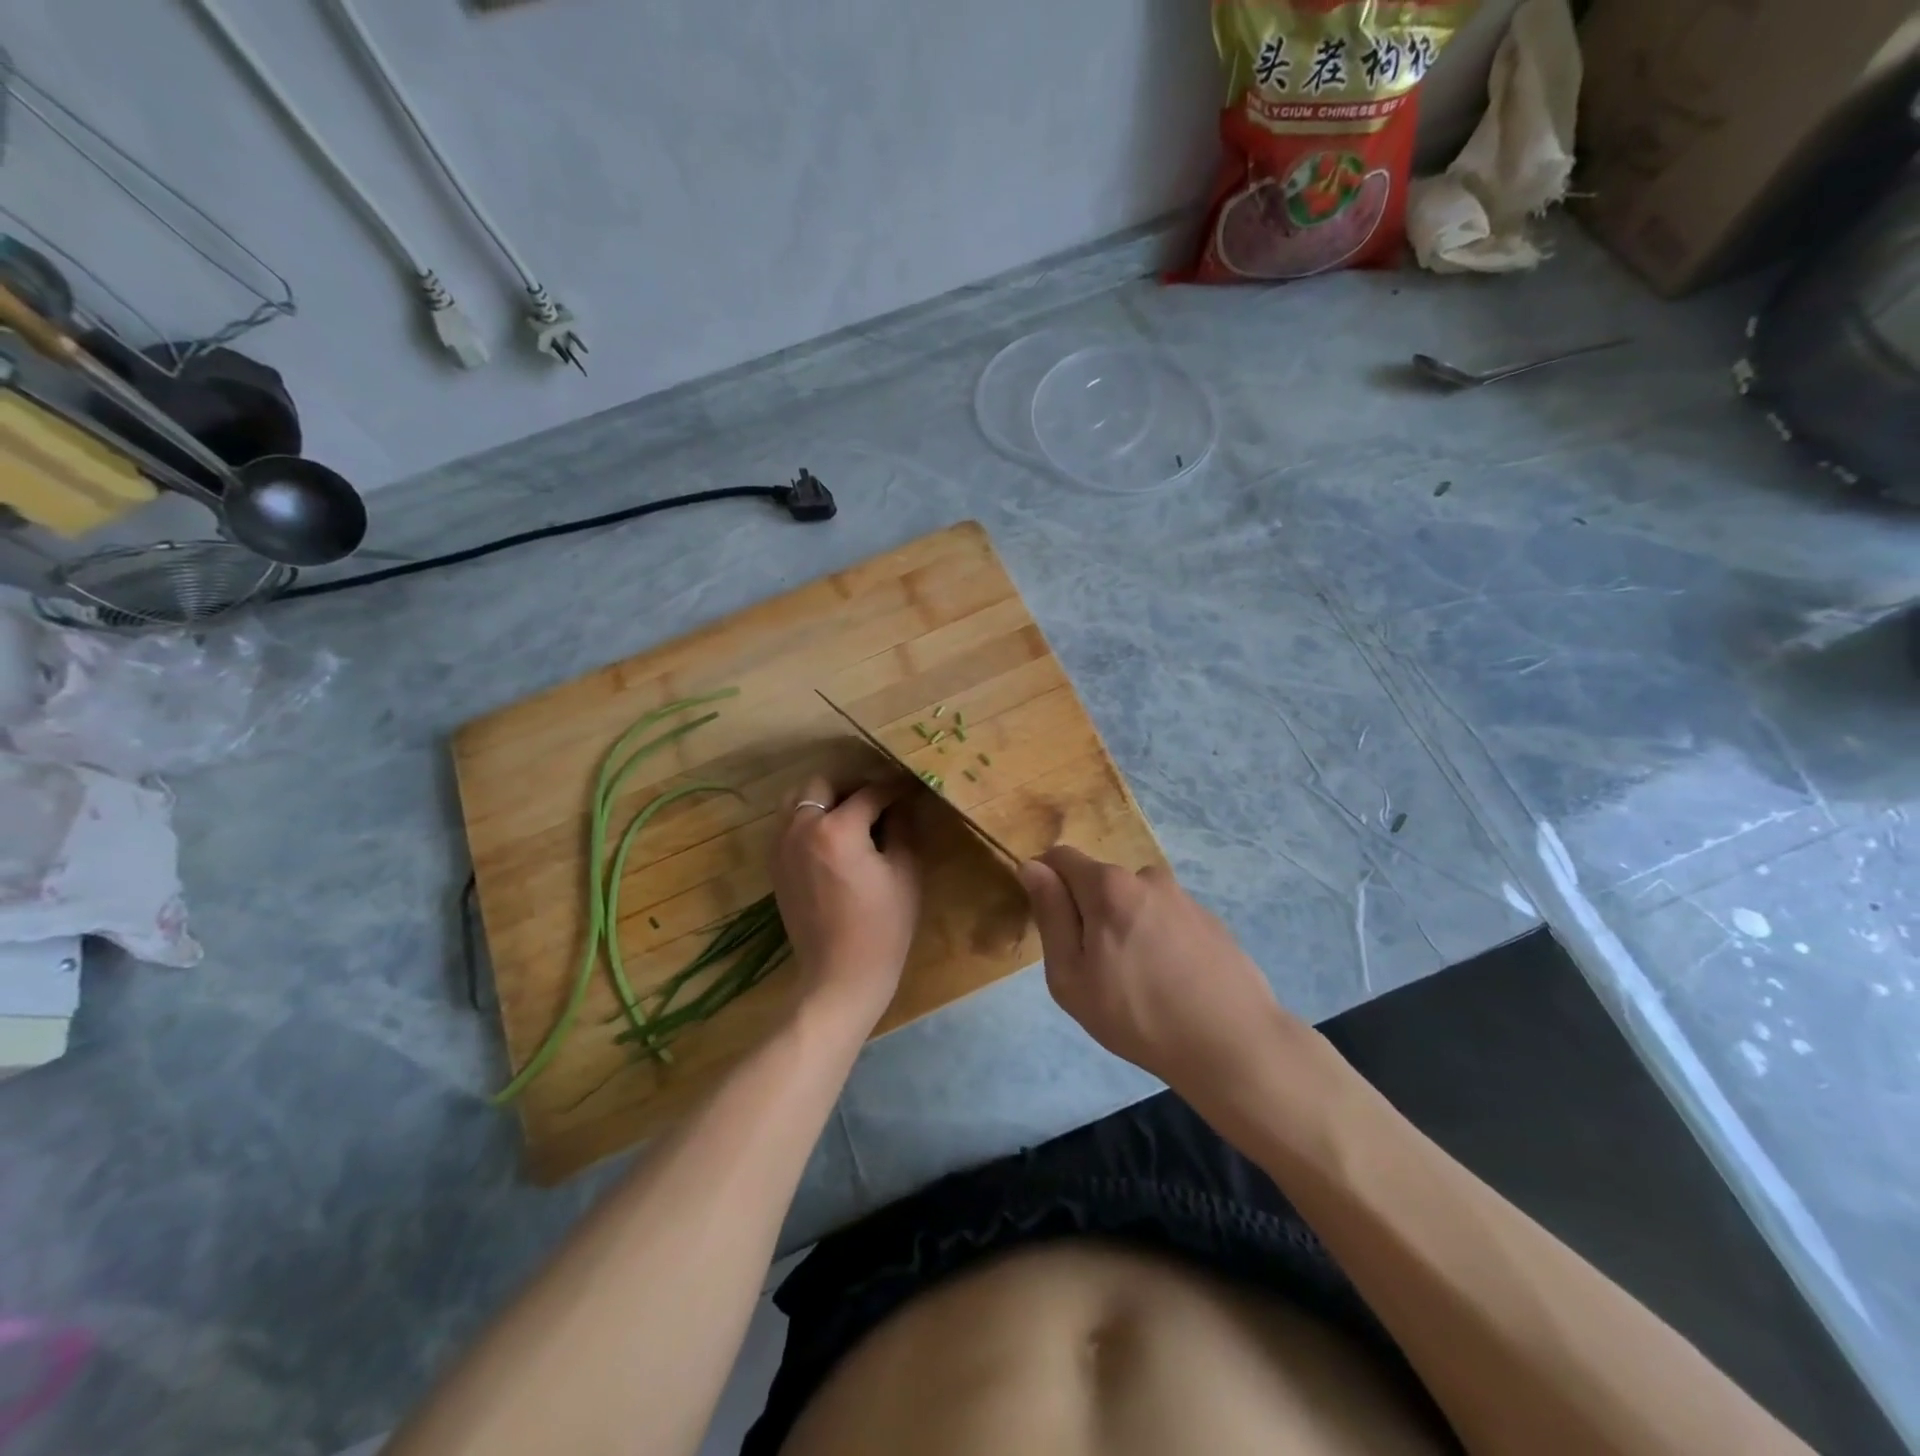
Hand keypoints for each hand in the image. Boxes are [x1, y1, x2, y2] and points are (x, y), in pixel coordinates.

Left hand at [770, 774, 920, 1032]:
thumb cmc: (882, 927)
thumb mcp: (904, 873)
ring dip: (823, 799)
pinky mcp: (775, 865)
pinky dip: (808, 820)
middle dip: (851, 786)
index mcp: (837, 830)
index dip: (894, 789)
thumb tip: (903, 803)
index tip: (909, 789)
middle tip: (876, 801)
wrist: (840, 976)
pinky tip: (832, 839)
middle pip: (822, 784)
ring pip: (797, 800)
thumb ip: (903, 829)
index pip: (869, 793)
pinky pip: (788, 825)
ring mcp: (782, 847)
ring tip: (850, 816)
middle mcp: (802, 829)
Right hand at [1019, 847, 1296, 1093]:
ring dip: (1125, 925)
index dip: (1045, 879)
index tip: (1049, 921)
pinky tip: (1171, 981)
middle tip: (1096, 968)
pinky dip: (1157, 938)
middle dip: (1088, 911)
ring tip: (1139, 980)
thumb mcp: (1071, 976)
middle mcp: (1146, 877)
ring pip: (1134, 901)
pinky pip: (1165, 917)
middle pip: (1100, 881)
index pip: (1061, 857)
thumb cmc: (1137, 1015)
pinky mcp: (1210, 919)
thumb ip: (1051, 915)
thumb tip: (1033, 868)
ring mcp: (1183, 897)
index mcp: (1108, 886)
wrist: (1232, 1044)